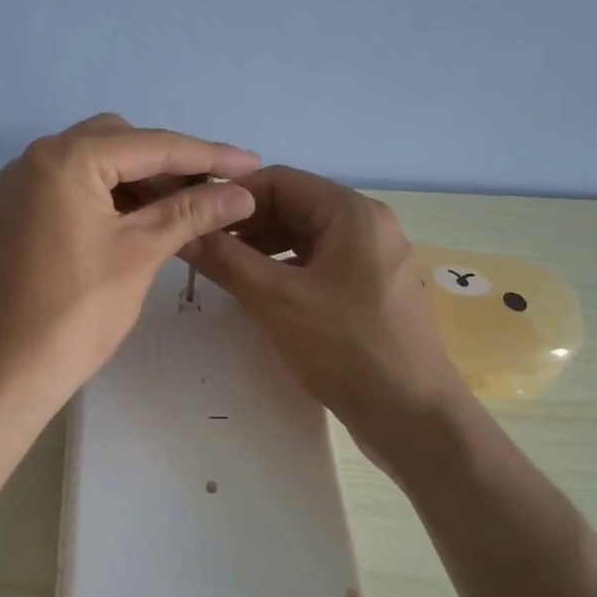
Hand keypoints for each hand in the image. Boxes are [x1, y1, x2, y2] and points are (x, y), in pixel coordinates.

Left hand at [0, 115, 260, 418]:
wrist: (7, 371)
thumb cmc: (77, 311)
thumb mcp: (140, 253)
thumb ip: (191, 212)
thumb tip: (242, 192)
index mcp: (65, 159)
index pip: (150, 145)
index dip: (206, 154)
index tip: (251, 162)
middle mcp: (38, 158)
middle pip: (120, 142)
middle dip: (170, 163)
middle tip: (213, 190)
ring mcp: (24, 185)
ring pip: (97, 163)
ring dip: (141, 179)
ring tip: (187, 207)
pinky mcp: (21, 212)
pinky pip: (76, 186)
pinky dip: (112, 195)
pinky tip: (145, 218)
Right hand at [185, 166, 470, 474]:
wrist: (413, 416)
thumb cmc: (346, 347)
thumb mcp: (277, 300)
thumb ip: (226, 260)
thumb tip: (183, 232)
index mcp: (351, 212)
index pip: (280, 180)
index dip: (233, 196)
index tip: (196, 219)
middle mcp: (367, 223)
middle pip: (294, 205)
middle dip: (247, 223)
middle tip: (205, 248)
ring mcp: (373, 256)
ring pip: (306, 235)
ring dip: (263, 247)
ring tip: (226, 270)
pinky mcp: (371, 287)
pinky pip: (320, 261)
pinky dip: (286, 268)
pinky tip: (261, 291)